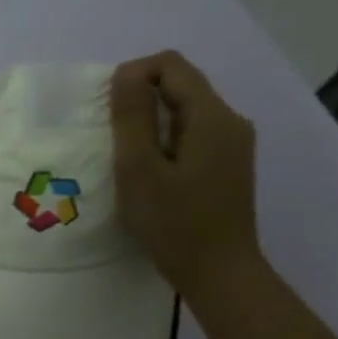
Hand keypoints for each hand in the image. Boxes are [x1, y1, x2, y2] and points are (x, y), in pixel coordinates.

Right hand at [111, 51, 262, 300]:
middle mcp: (230, 121)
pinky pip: (190, 133)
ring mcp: (232, 144)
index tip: (106, 113)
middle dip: (139, 99)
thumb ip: (132, 117)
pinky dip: (162, 140)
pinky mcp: (225, 164)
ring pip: (183, 110)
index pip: (171, 65)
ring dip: (148, 122)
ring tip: (123, 156)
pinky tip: (146, 171)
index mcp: (213, 116)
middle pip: (179, 85)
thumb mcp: (140, 169)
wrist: (218, 273)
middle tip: (108, 136)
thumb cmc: (174, 223)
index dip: (132, 76)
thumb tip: (126, 74)